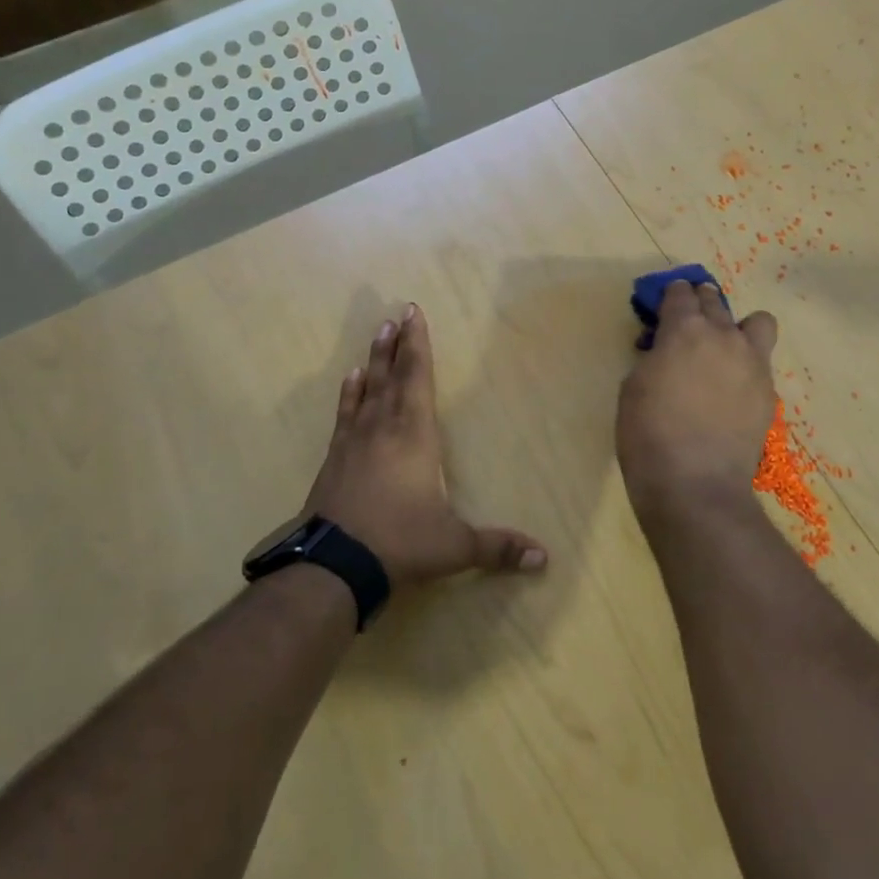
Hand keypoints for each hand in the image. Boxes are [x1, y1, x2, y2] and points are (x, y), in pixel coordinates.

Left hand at [297, 304, 546, 586]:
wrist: (333, 566)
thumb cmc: (400, 544)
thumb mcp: (454, 547)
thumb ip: (498, 547)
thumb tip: (544, 558)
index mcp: (415, 436)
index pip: (418, 379)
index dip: (418, 345)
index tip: (414, 313)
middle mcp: (383, 428)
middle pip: (392, 376)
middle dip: (398, 343)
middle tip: (397, 313)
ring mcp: (354, 441)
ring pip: (367, 389)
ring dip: (374, 360)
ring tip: (378, 332)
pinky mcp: (335, 459)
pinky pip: (345, 414)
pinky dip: (349, 394)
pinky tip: (349, 379)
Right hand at [616, 280, 778, 526]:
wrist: (694, 483)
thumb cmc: (648, 434)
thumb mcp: (634, 387)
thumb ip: (654, 357)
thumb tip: (666, 352)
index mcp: (684, 330)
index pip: (680, 294)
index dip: (670, 295)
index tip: (665, 303)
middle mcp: (723, 336)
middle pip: (714, 301)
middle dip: (700, 302)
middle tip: (689, 319)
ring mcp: (752, 363)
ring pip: (757, 321)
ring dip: (738, 326)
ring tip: (724, 347)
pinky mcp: (768, 392)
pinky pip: (761, 362)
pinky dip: (746, 364)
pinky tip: (731, 387)